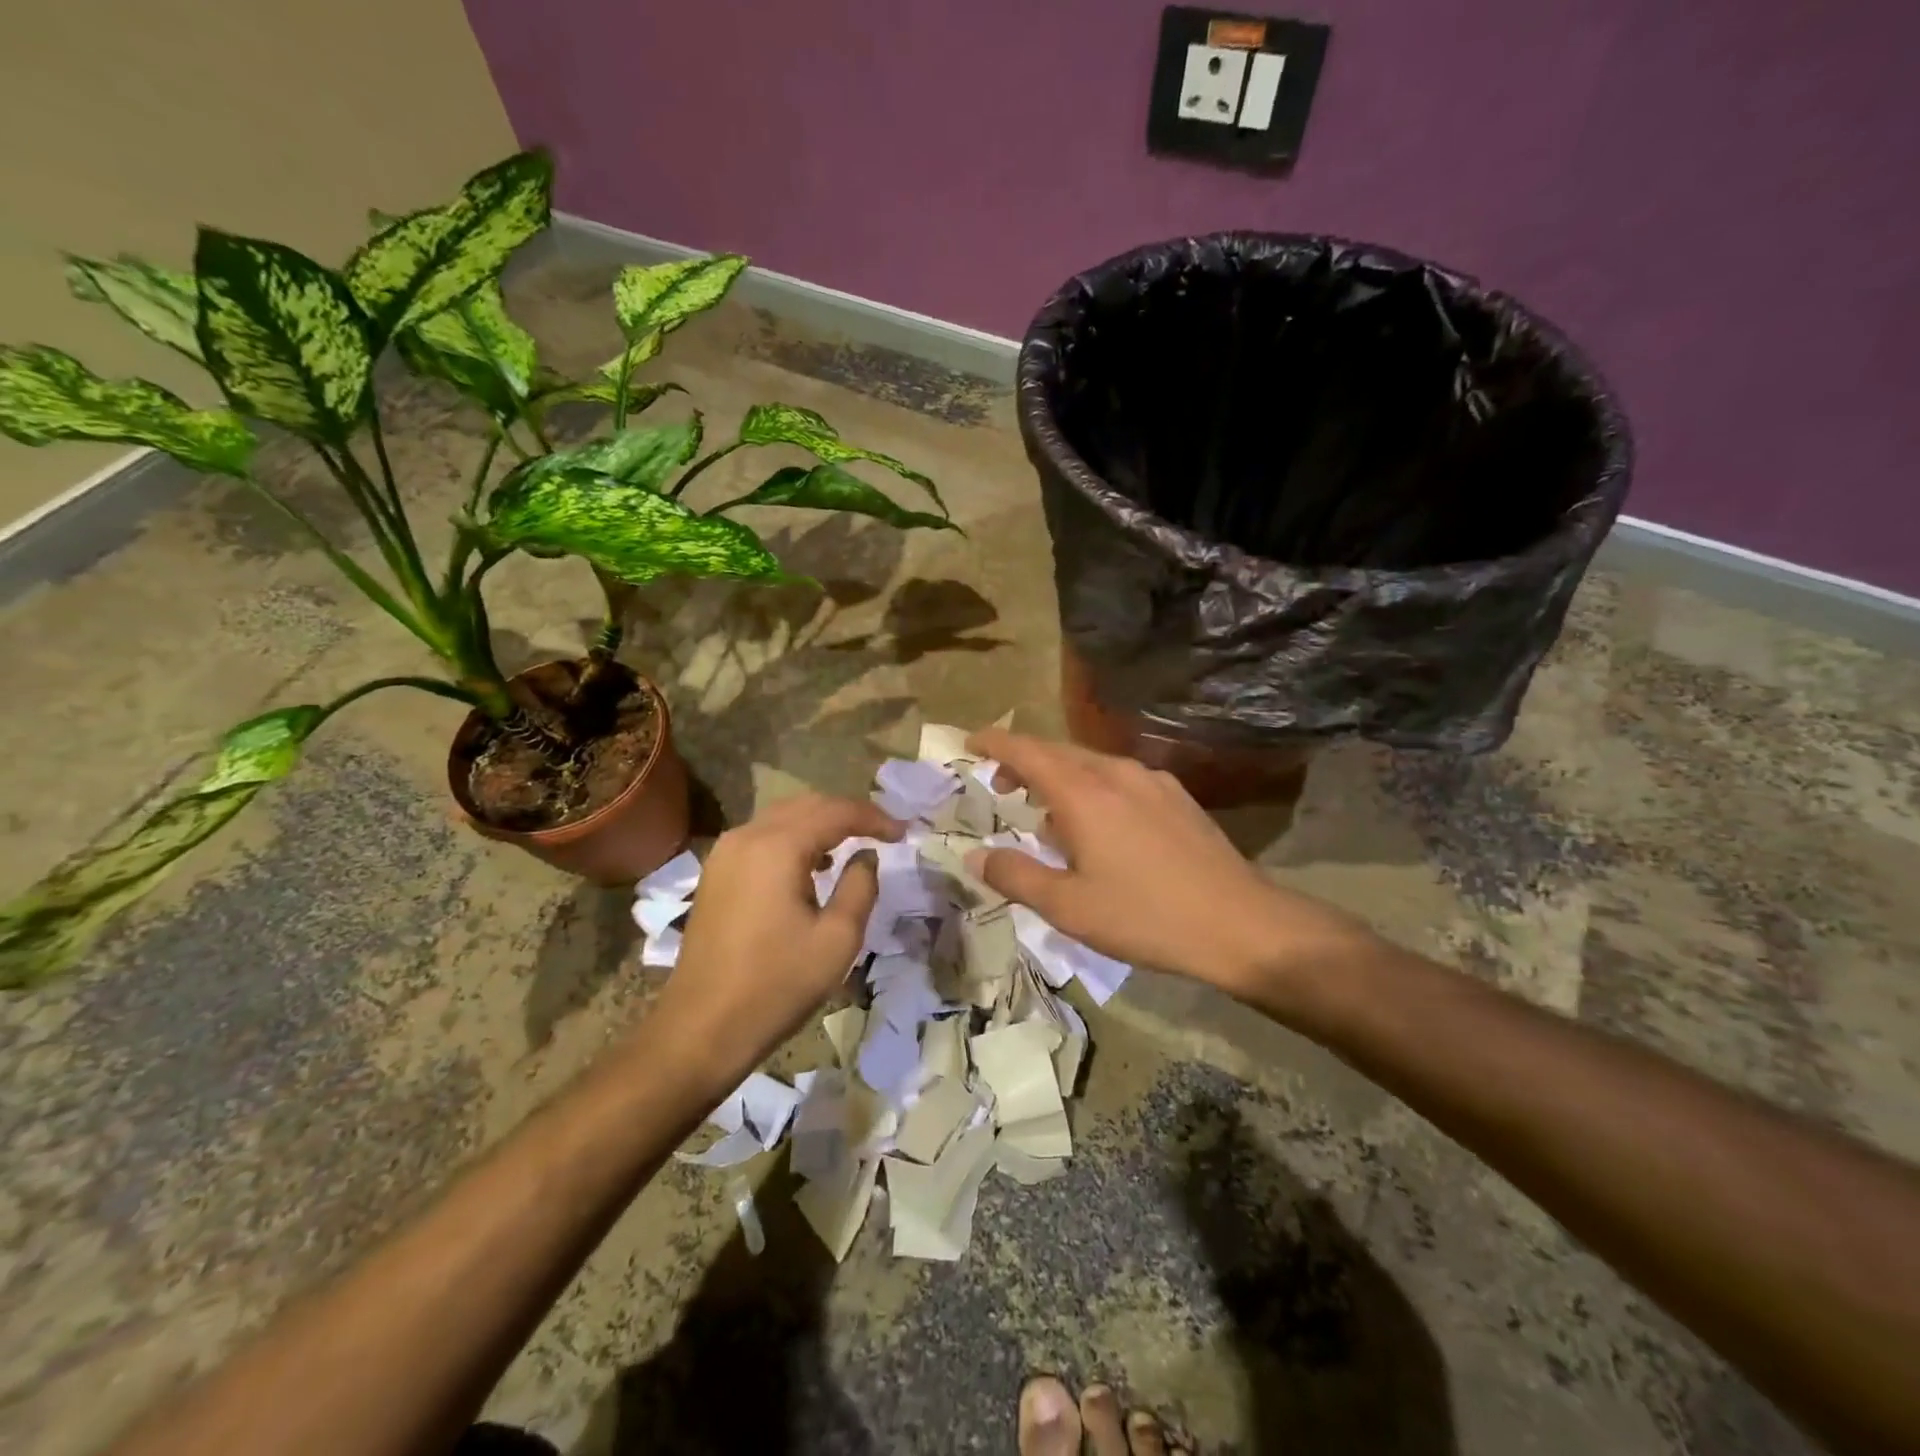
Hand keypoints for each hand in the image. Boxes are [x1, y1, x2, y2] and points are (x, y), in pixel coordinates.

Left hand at [651, 794, 902, 1078]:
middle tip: (882, 832)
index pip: (836, 812)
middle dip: (848, 813)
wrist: (701, 1029)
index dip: (874, 817)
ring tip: (853, 843)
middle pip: (807, 805)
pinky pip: (762, 837)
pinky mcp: (716, 873)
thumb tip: (865, 856)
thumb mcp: (837, 939)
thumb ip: (860, 886)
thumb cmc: (776, 985)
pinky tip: (812, 864)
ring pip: (782, 817)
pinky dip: (794, 838)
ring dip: (820, 823)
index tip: (903, 833)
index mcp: (777, 847)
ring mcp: (725, 853)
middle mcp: (747, 837)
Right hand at [967, 729, 1377, 1001]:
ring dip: (1059, 778)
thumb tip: (975, 855)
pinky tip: (1100, 826)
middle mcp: (1116, 772)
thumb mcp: (1068, 906)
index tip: (969, 744)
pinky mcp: (1176, 796)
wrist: (1240, 924)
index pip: (1026, 751)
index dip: (994, 743)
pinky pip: (1120, 778)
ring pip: (1090, 764)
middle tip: (1000, 788)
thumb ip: (1015, 875)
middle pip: (1057, 752)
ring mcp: (1151, 781)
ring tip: (1048, 816)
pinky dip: (1092, 788)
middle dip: (1023, 763)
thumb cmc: (1145, 916)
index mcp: (1083, 793)